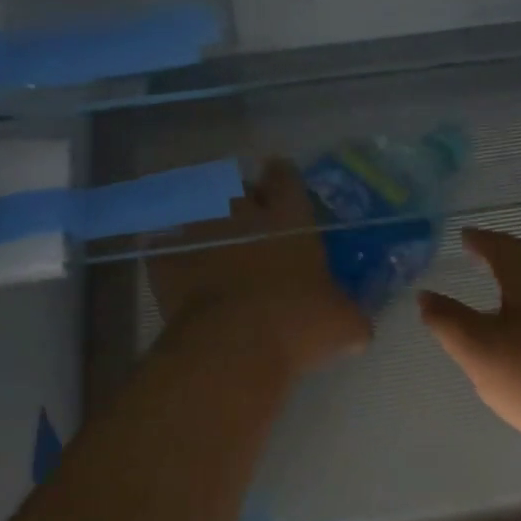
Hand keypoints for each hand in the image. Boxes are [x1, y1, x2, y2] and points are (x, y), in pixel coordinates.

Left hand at [148, 158, 370, 380]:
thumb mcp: (343, 324)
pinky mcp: (168, 260)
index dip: (282, 177)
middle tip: (244, 214)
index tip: (281, 183)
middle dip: (238, 196)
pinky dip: (166, 253)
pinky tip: (169, 264)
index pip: (285, 176)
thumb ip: (352, 317)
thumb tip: (359, 328)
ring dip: (200, 217)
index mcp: (288, 219)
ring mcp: (201, 234)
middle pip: (234, 185)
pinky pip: (162, 247)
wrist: (233, 344)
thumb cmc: (297, 323)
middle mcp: (242, 215)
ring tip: (205, 233)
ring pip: (193, 207)